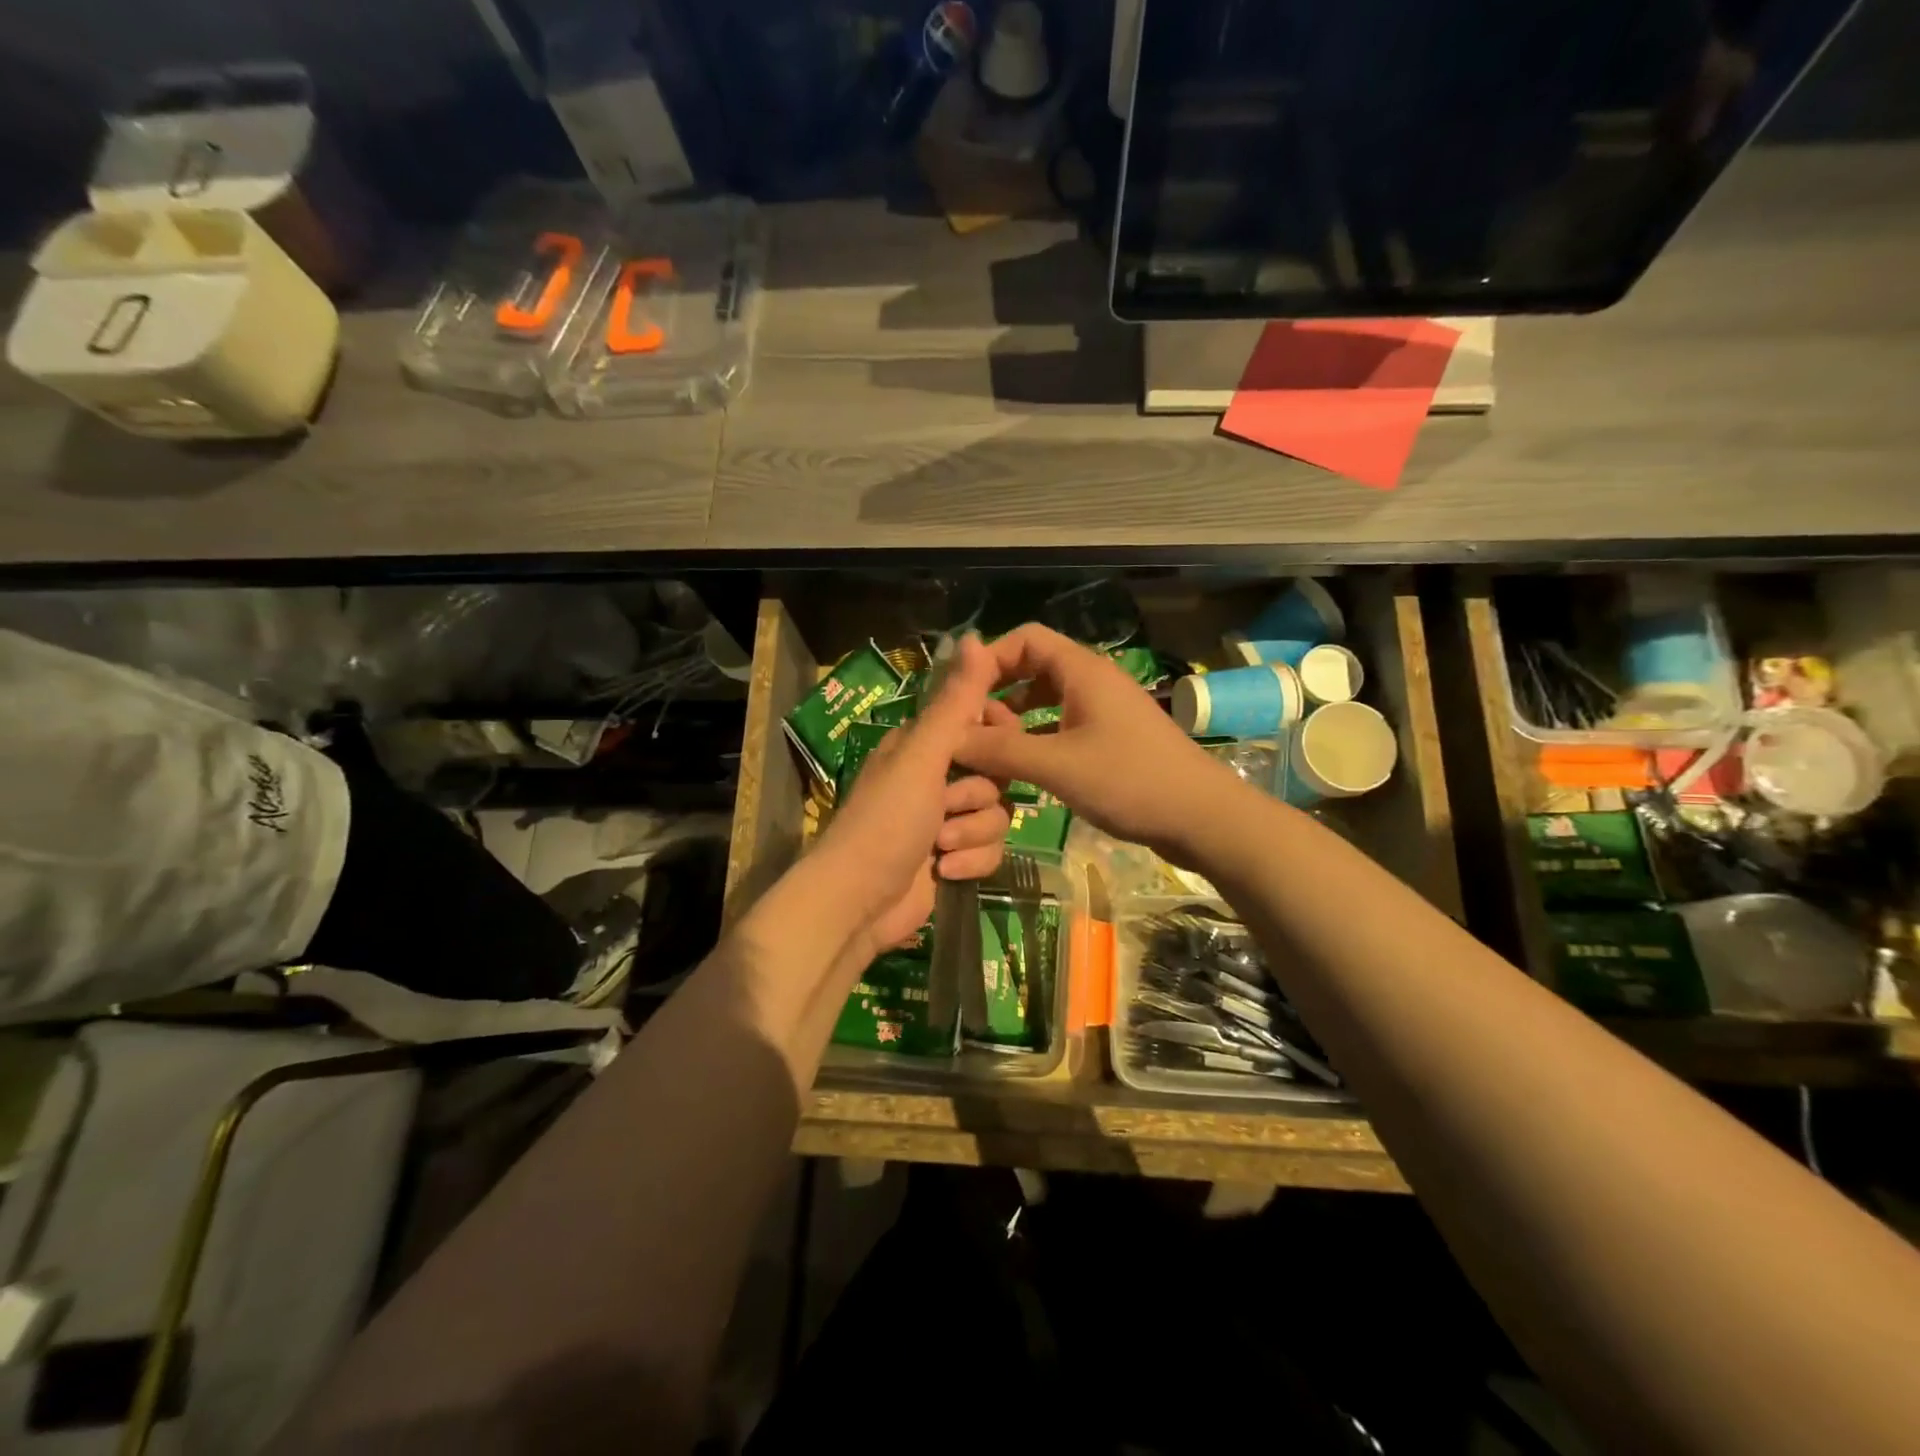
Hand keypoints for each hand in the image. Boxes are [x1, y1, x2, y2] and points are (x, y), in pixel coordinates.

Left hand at [811, 635, 1011, 959]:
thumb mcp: (922, 757)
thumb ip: (954, 702)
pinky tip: (945, 871)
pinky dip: (971, 862)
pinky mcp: (954, 858)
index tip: (1001, 745)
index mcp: (921, 745)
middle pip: (995, 774)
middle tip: (948, 806)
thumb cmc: (886, 821)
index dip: (995, 736)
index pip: (978, 722)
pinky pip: (990, 850)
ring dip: (972, 833)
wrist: (858, 903)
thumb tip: (976, 636)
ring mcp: (945, 820)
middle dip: (977, 797)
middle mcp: (934, 778)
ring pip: (997, 815)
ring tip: (940, 846)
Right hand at [953, 623, 1241, 862]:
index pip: (1025, 638)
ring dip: (1015, 717)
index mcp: (1083, 671)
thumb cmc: (1130, 781)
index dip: (988, 659)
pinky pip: (1062, 724)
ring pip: (1047, 699)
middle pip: (1033, 667)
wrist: (1202, 818)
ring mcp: (1105, 711)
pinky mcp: (1112, 739)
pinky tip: (1022, 766)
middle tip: (968, 726)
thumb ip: (1001, 749)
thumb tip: (949, 738)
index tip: (960, 696)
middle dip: (997, 691)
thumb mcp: (1057, 765)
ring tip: (988, 748)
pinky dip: (1037, 736)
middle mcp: (1093, 681)